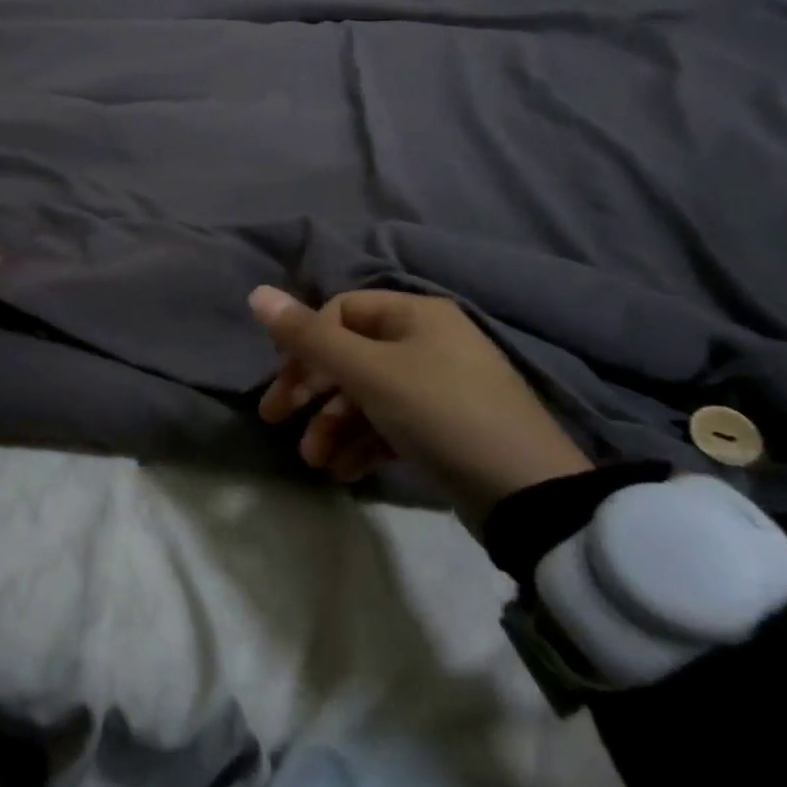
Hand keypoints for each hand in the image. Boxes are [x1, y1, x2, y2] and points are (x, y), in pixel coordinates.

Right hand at [249, 286, 591, 527]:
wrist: (529, 493)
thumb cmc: (440, 413)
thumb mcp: (368, 373)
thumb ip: (309, 336)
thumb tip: (257, 293)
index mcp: (414, 314)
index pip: (339, 313)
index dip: (305, 344)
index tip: (283, 383)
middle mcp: (427, 341)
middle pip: (350, 355)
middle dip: (311, 391)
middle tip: (276, 420)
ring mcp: (439, 386)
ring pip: (368, 395)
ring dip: (333, 425)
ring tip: (314, 462)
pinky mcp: (447, 427)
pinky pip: (392, 424)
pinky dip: (363, 443)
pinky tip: (345, 472)